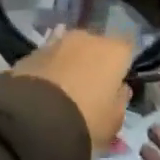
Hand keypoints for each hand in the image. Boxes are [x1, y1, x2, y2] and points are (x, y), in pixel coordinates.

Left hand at [9, 29, 131, 150]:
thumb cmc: (86, 120)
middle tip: (92, 86)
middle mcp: (86, 38)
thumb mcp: (114, 121)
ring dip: (70, 62)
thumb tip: (119, 88)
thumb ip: (120, 100)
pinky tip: (45, 88)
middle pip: (97, 45)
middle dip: (95, 61)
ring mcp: (56, 42)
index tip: (120, 80)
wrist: (35, 119)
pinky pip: (48, 58)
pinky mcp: (32, 52)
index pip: (128, 47)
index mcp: (113, 51)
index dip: (124, 63)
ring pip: (70, 49)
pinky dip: (49, 68)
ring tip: (66, 88)